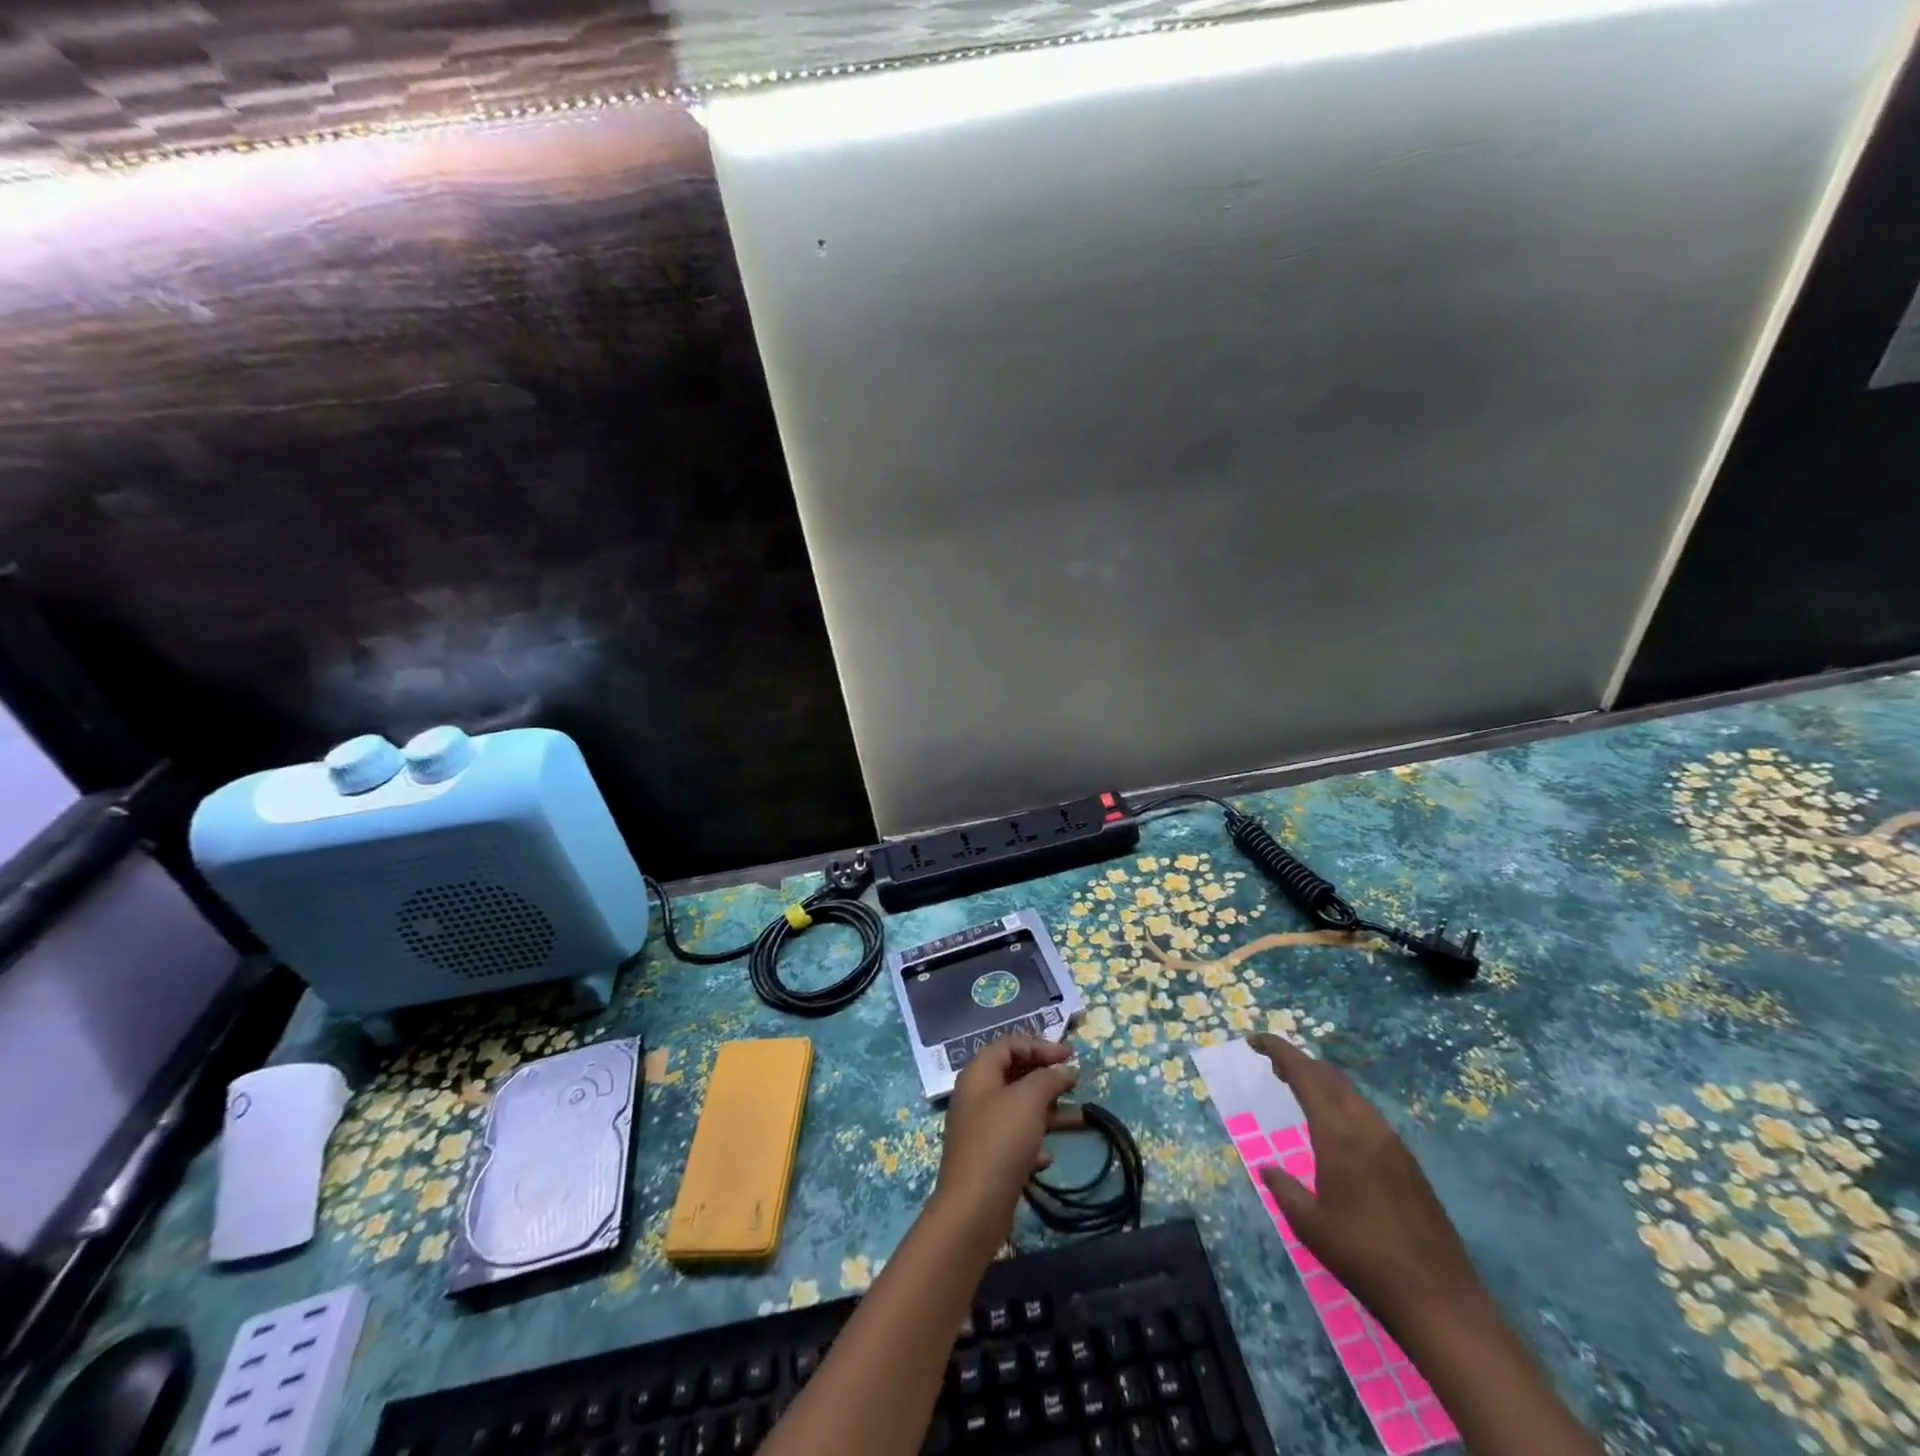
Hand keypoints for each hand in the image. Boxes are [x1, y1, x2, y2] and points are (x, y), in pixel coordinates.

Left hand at [932, 1036, 1078, 1251]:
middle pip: (1013, 1075)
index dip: (1040, 1045)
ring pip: (1019, 1109)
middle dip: (1046, 1076)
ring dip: (1048, 1110)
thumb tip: (1066, 1069)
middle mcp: (976, 1097)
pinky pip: (1015, 1140)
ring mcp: (980, 1129)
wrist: (974, 1207)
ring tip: (1080, 1117)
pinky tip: (1049, 1155)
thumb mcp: (1028, 1100)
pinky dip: (1034, 1141)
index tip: (1070, 1055)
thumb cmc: (1000, 1140)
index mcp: (979, 1074)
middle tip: (1074, 1080)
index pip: (1009, 1045)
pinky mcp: (988, 1159)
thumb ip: (1048, 1078)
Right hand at [1247, 1032, 1485, 1336]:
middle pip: (1330, 1076)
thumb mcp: (1309, 1225)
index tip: (1255, 1040)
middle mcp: (1367, 1127)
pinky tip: (1336, 1130)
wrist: (1440, 1301)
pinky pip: (1368, 1116)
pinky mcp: (1409, 1163)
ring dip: (1323, 1084)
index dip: (1279, 1050)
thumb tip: (1268, 1169)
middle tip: (1273, 1066)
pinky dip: (1343, 1105)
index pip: (1305, 1074)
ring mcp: (1393, 1144)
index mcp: (1338, 1133)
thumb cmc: (1364, 1258)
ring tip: (1300, 1093)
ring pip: (1352, 1094)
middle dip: (1300, 1063)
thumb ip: (1284, 1188)